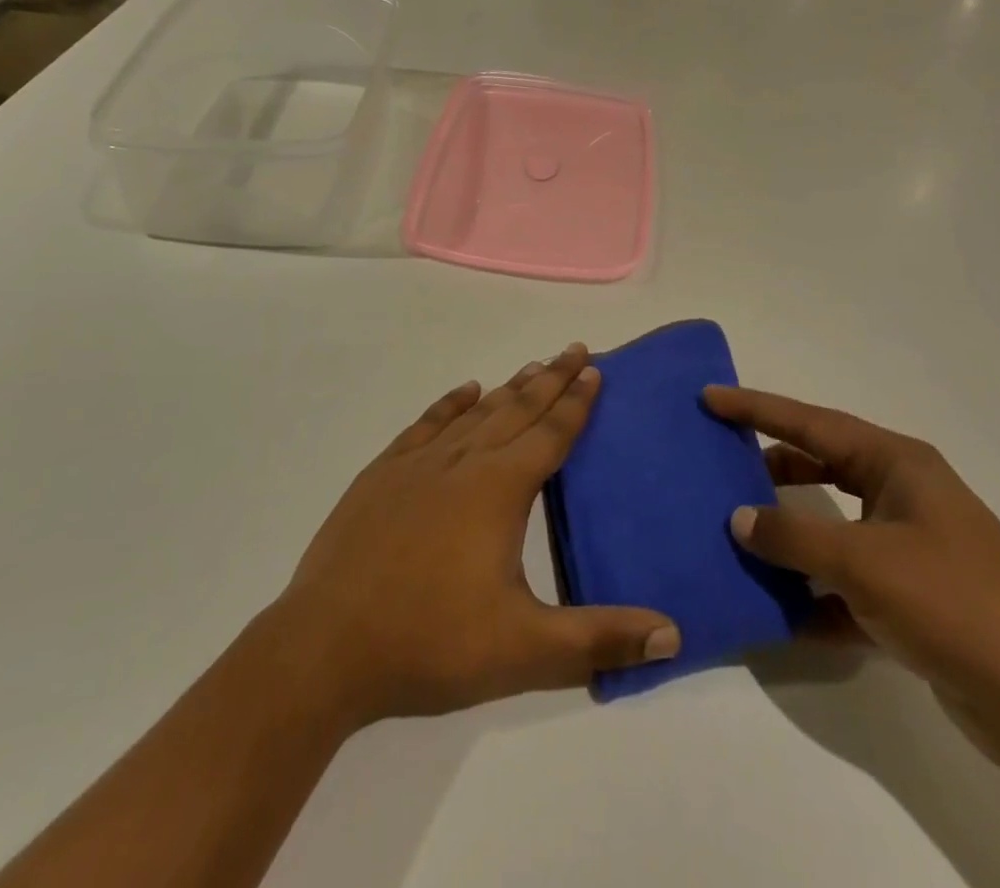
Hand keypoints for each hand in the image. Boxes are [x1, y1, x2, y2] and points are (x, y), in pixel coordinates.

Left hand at [275, 344, 680, 727]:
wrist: (326, 646)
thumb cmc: (431, 644)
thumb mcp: (525, 651)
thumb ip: (600, 639)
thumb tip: (674, 634)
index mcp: (499, 490)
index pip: (550, 434)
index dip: (576, 401)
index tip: (594, 368)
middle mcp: (462, 462)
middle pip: (517, 409)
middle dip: (550, 378)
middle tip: (574, 348)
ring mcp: (417, 464)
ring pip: (475, 412)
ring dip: (508, 389)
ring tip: (532, 367)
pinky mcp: (381, 475)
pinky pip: (426, 425)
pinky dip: (450, 404)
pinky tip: (465, 392)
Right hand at [705, 385, 999, 777]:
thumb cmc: (958, 604)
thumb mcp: (865, 562)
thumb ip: (794, 537)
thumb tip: (739, 518)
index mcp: (896, 465)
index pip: (810, 423)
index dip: (756, 408)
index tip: (709, 397)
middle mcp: (901, 497)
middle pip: (819, 468)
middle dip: (768, 467)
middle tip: (714, 462)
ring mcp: (907, 550)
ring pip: (828, 529)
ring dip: (786, 536)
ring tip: (731, 533)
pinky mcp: (910, 603)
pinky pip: (843, 586)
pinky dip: (810, 595)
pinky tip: (771, 611)